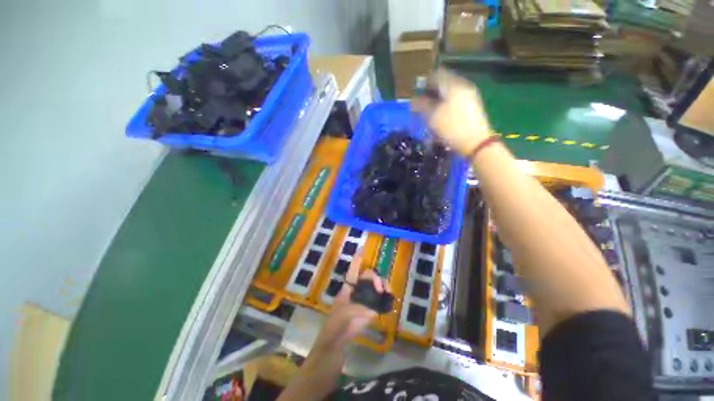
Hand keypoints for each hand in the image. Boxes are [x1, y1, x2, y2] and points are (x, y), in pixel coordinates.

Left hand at [313, 251, 388, 350]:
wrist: (336, 341)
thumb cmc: (336, 324)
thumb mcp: (345, 314)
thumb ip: (358, 308)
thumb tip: (372, 308)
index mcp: (348, 288)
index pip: (353, 271)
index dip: (357, 261)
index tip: (361, 252)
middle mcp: (358, 291)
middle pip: (368, 277)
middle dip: (376, 278)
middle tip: (381, 289)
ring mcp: (364, 300)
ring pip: (376, 287)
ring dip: (383, 286)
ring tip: (387, 293)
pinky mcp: (370, 310)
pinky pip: (380, 300)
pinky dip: (385, 297)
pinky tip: (390, 299)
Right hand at [412, 68, 491, 156]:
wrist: (475, 142)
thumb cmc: (451, 128)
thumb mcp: (432, 117)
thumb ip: (421, 105)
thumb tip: (414, 100)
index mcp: (453, 85)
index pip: (436, 75)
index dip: (425, 83)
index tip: (417, 94)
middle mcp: (463, 86)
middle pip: (444, 83)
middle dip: (432, 93)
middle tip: (423, 105)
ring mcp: (470, 96)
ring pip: (450, 93)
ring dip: (439, 100)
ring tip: (432, 114)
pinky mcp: (473, 106)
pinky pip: (456, 100)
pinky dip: (447, 105)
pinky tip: (443, 117)